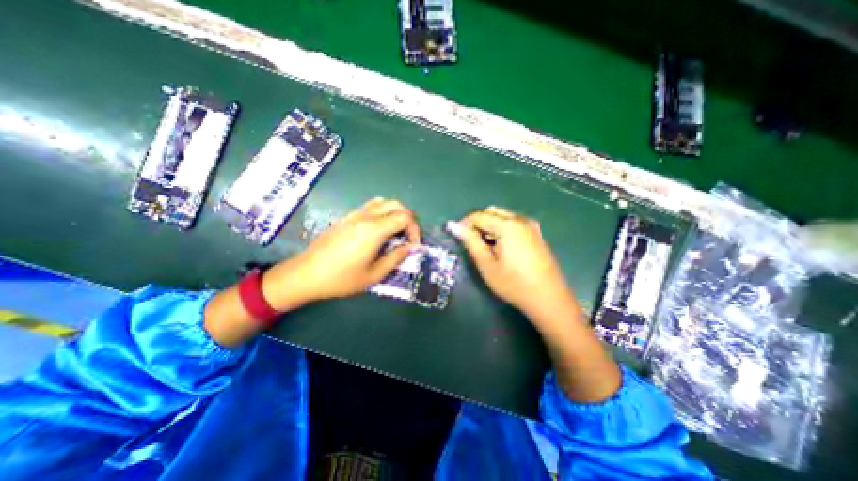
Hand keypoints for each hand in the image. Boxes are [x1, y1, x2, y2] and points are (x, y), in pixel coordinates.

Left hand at [262, 198, 420, 309]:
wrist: (306, 274)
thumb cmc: (341, 278)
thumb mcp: (373, 275)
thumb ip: (395, 258)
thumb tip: (410, 248)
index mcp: (374, 230)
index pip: (405, 217)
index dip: (415, 230)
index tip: (414, 246)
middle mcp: (366, 216)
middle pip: (397, 205)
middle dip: (409, 218)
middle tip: (409, 236)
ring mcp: (355, 214)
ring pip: (384, 202)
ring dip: (396, 213)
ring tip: (397, 231)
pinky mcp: (347, 217)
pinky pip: (371, 206)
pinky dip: (383, 212)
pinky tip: (380, 229)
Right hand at [449, 206, 575, 323]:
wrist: (549, 299)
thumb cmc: (513, 283)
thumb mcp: (486, 264)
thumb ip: (470, 241)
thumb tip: (453, 226)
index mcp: (508, 225)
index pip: (479, 215)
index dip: (464, 223)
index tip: (455, 235)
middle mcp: (520, 220)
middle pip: (492, 212)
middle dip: (477, 222)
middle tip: (470, 241)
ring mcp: (531, 226)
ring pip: (503, 216)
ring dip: (489, 225)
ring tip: (484, 246)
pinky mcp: (536, 234)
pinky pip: (513, 223)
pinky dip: (502, 229)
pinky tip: (500, 247)